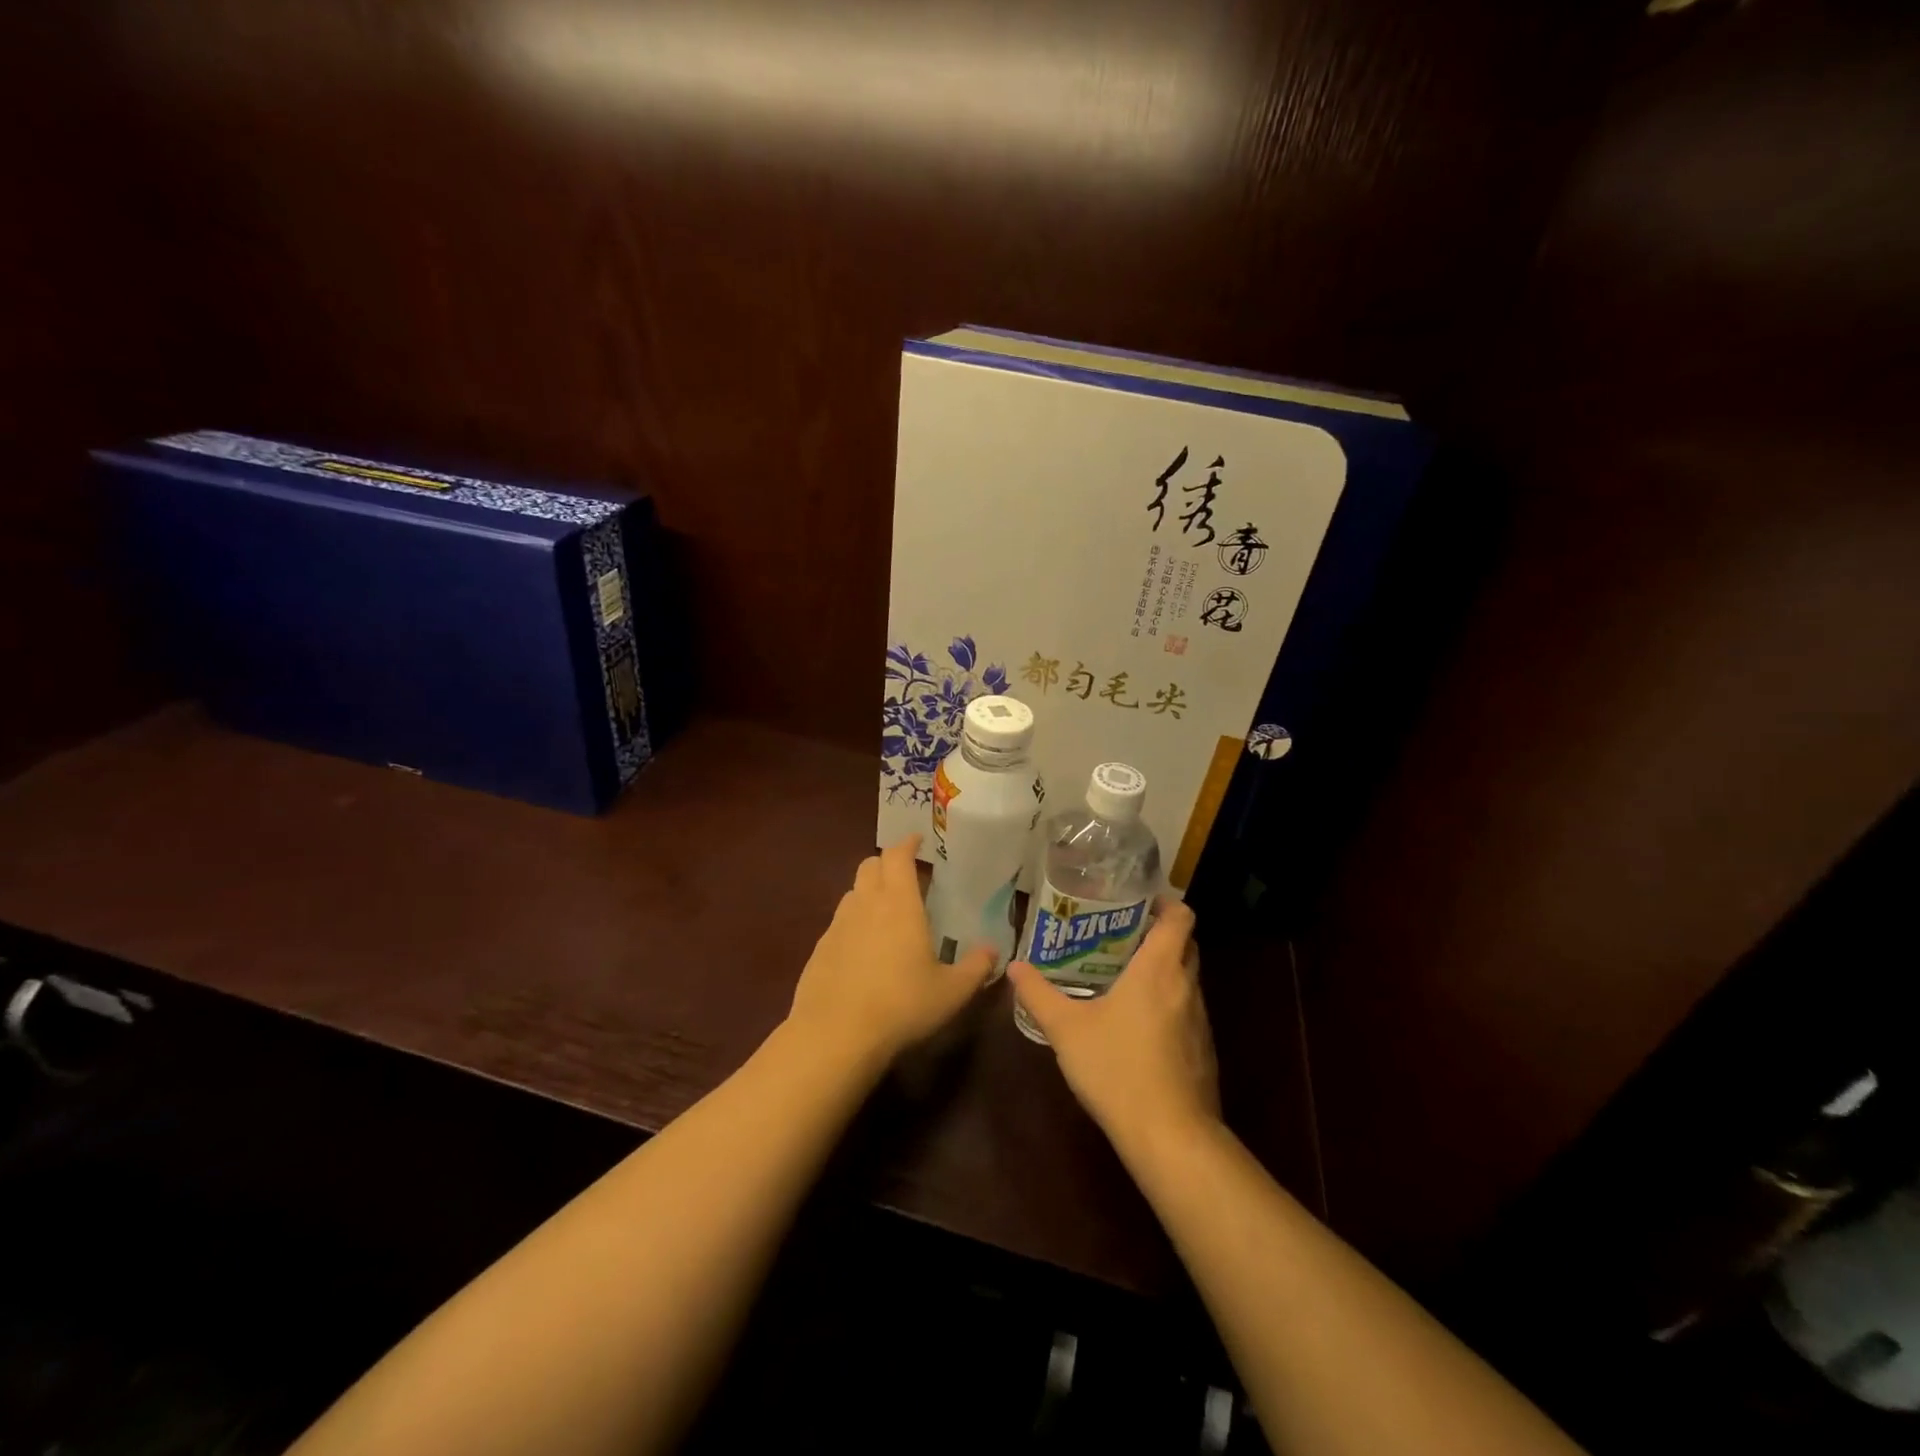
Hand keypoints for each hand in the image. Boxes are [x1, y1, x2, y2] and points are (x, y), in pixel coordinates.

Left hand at [787, 834, 997, 1068]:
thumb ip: (975, 968)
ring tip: (886, 912)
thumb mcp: (951, 992)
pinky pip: (839, 923)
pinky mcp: (820, 949)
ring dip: (869, 891)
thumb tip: (993, 950)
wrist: (835, 1035)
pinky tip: (864, 950)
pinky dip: (854, 923)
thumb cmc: (901, 1005)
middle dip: (887, 863)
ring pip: (852, 892)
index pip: (897, 855)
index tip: (917, 840)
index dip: (907, 843)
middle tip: (906, 876)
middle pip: (870, 865)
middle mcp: (865, 904)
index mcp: (898, 903)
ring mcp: (837, 925)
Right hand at [1006, 899, 1219, 1160]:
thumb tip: (1014, 966)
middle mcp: (1186, 986)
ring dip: (1163, 971)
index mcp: (1159, 969)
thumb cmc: (1118, 1069)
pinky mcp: (1203, 1051)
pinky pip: (1187, 1011)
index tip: (1136, 902)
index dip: (1164, 903)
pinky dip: (1168, 1004)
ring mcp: (1200, 1020)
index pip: (1180, 916)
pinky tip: (1138, 1025)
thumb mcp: (1066, 1029)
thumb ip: (1039, 994)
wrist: (1171, 1137)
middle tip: (1120, 935)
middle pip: (1185, 944)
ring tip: (1123, 976)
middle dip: (1159, 935)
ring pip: (1186, 979)